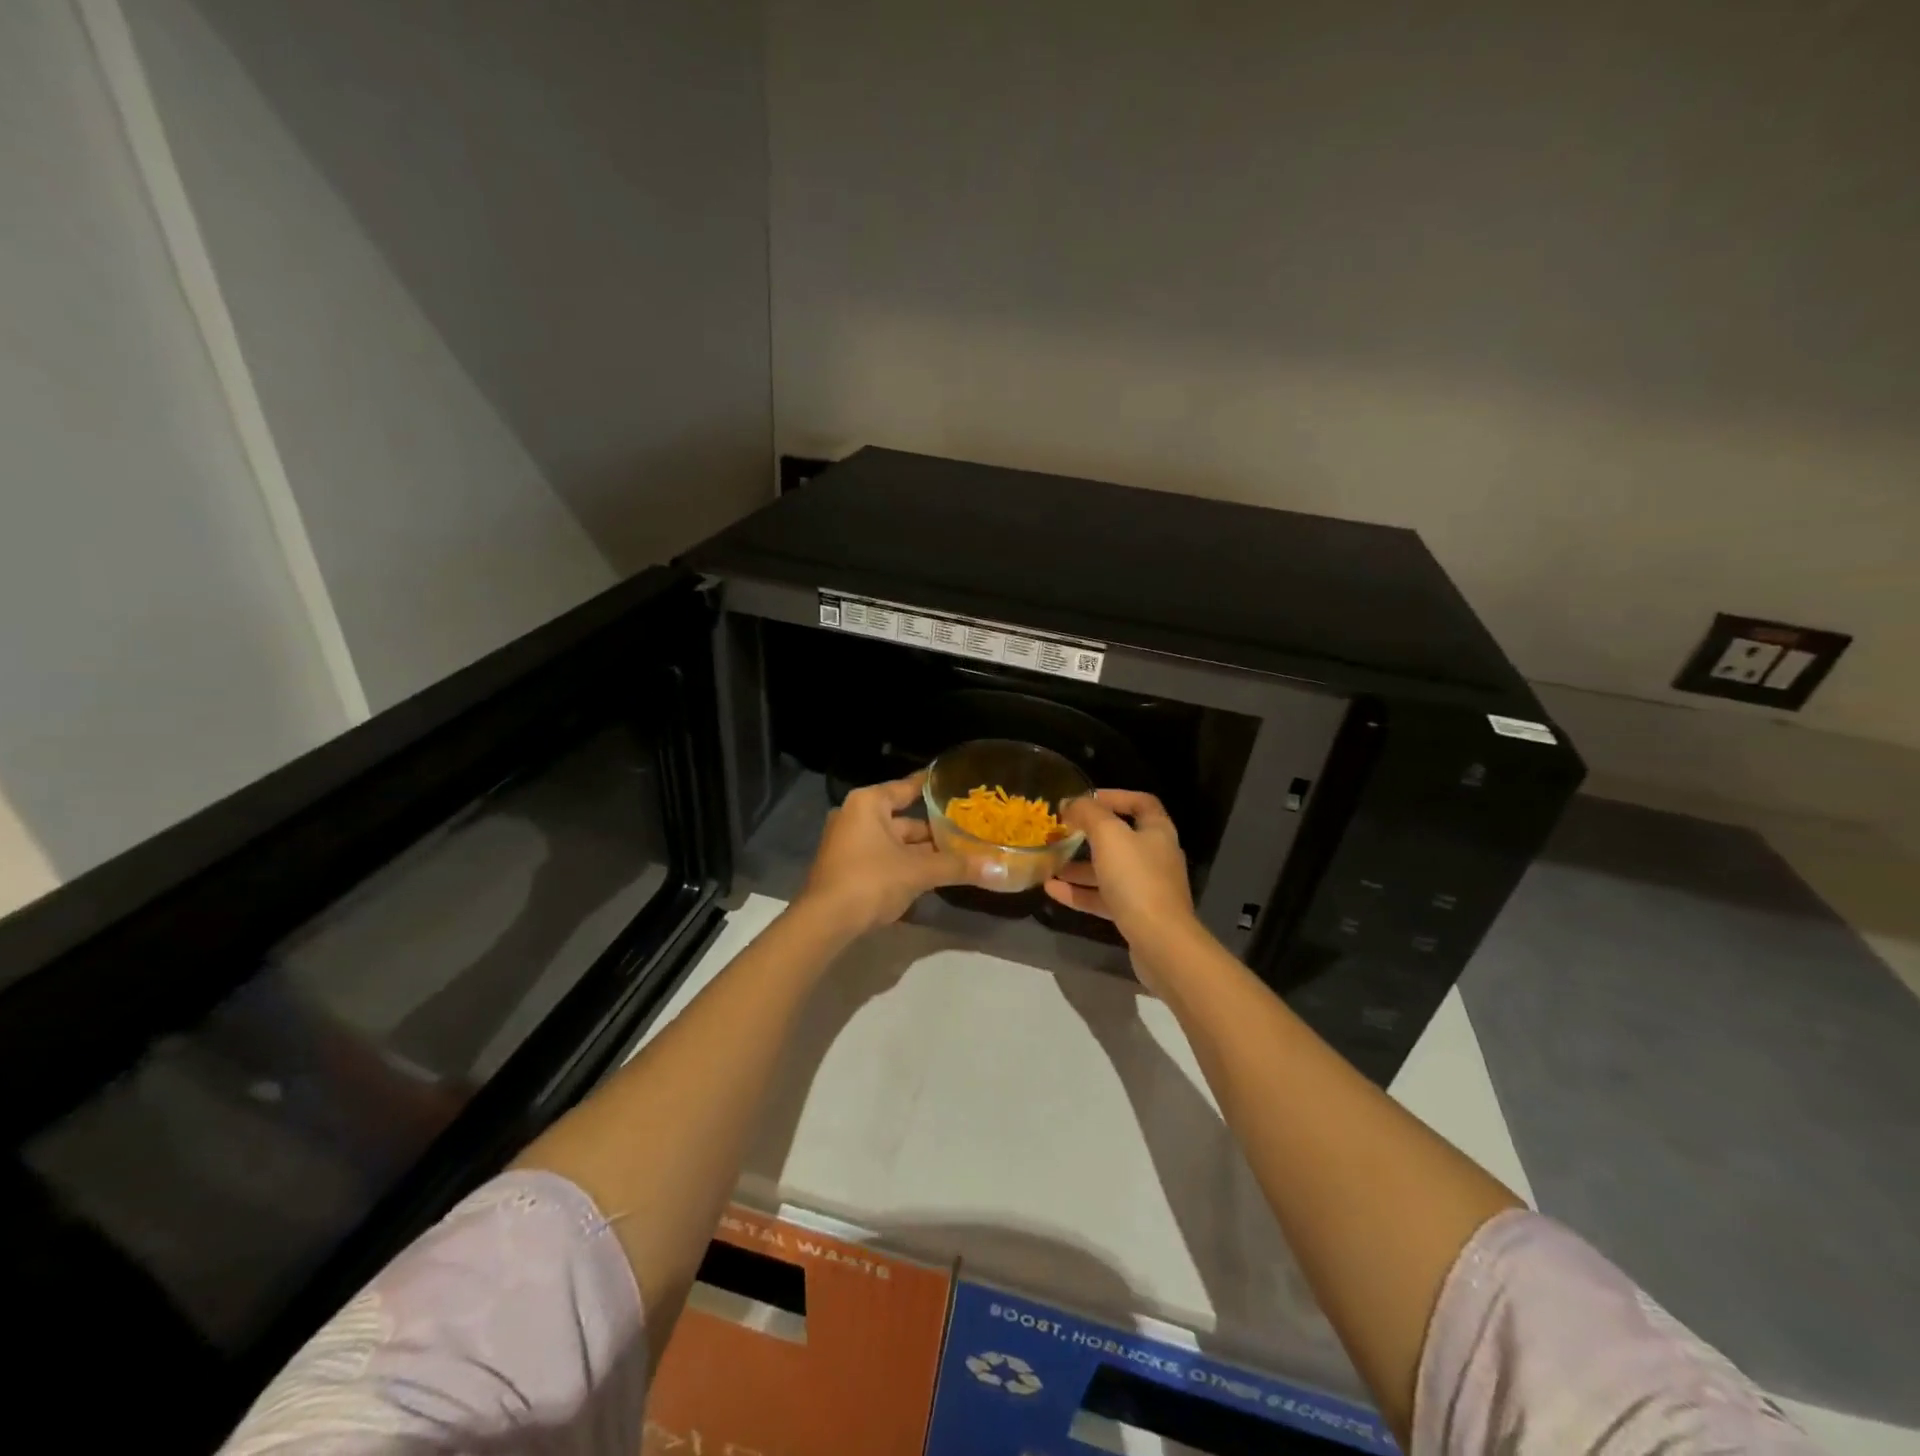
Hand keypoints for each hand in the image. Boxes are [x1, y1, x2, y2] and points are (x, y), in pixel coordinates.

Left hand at [799, 774, 968, 937]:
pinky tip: (933, 875)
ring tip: (959, 854)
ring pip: (895, 843)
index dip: (931, 786)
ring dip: (922, 852)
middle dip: (934, 830)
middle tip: (968, 830)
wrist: (825, 923)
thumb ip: (957, 866)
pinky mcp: (848, 869)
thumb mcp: (918, 871)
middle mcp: (856, 817)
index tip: (952, 782)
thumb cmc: (870, 880)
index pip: (906, 787)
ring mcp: (849, 844)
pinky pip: (885, 859)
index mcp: (868, 804)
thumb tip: (1000, 870)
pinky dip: (907, 865)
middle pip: (904, 819)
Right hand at [1044, 790, 1197, 991]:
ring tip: (1049, 864)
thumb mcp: (1108, 835)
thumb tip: (1071, 804)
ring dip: (1078, 867)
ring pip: (1108, 870)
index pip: (1140, 803)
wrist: (1161, 942)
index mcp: (1157, 832)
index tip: (1085, 799)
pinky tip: (1052, 890)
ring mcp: (1146, 888)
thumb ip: (1088, 813)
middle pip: (1120, 838)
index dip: (1114, 796)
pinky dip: (1079, 892)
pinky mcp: (1135, 914)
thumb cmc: (1136, 879)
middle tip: (1061, 833)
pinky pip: (1103, 897)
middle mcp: (1155, 856)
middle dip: (1087, 835)